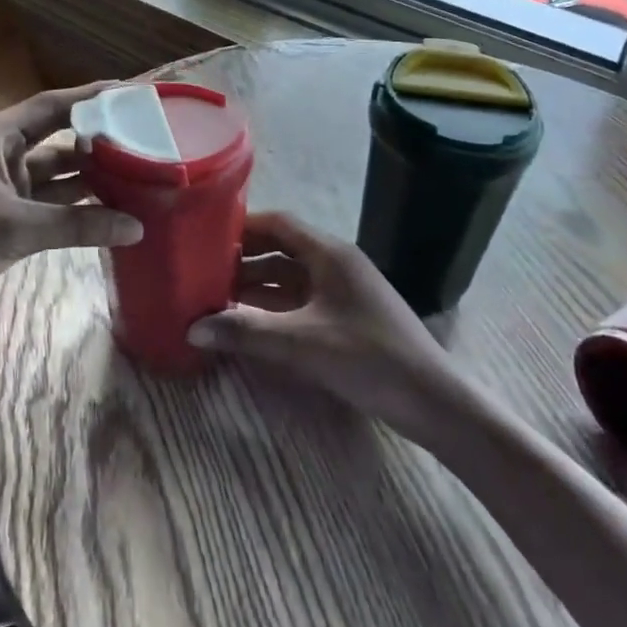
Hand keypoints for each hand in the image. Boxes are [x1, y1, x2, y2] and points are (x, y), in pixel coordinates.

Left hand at [0, 83, 143, 324]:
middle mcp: (2, 154)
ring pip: (56, 171)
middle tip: (144, 135)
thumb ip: (77, 225)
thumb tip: (137, 227)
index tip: (130, 91)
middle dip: (98, 137)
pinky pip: (49, 200)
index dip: (90, 96)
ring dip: (90, 173)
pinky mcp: (5, 213)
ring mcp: (4, 185)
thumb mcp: (16, 228)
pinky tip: (109, 206)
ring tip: (138, 170)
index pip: (51, 106)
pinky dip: (76, 203)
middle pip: (58, 137)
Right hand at [187, 211, 451, 431]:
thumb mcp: (302, 344)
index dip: (242, 225)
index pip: (279, 223)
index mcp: (330, 254)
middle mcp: (335, 264)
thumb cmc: (370, 359)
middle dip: (243, 259)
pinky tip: (250, 324)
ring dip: (256, 287)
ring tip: (215, 298)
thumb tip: (191, 328)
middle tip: (202, 270)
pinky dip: (274, 309)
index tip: (205, 235)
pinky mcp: (347, 319)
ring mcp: (343, 292)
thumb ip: (246, 333)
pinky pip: (301, 302)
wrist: (435, 403)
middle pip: (281, 249)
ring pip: (289, 278)